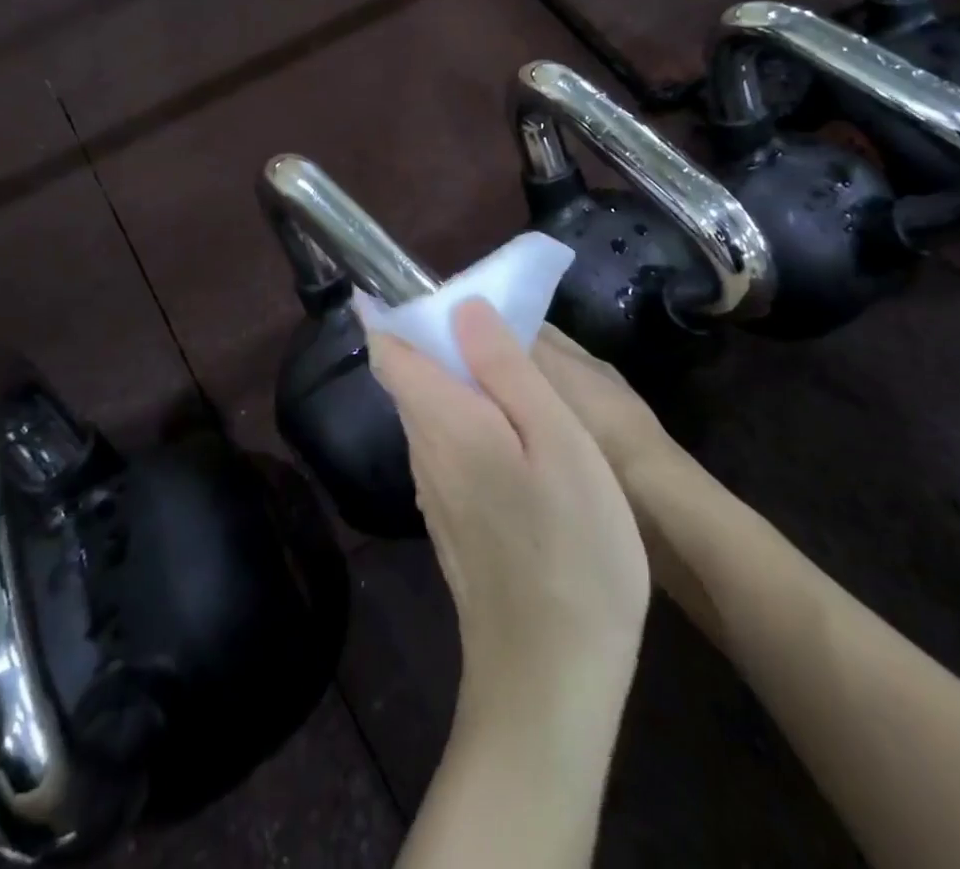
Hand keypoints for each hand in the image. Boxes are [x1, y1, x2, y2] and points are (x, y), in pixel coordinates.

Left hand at [367, 301, 650, 705]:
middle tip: (485, 317)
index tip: (409, 281)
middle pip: (407, 376)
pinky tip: (508, 429)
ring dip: (451, 377)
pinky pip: (446, 445)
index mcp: (442, 420)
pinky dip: (464, 416)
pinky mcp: (453, 521)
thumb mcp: (556, 440)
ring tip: (503, 363)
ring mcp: (435, 492)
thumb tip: (462, 307)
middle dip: (430, 337)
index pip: (389, 349)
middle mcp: (424, 451)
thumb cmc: (570, 547)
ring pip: (428, 411)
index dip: (390, 310)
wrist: (550, 678)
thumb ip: (505, 369)